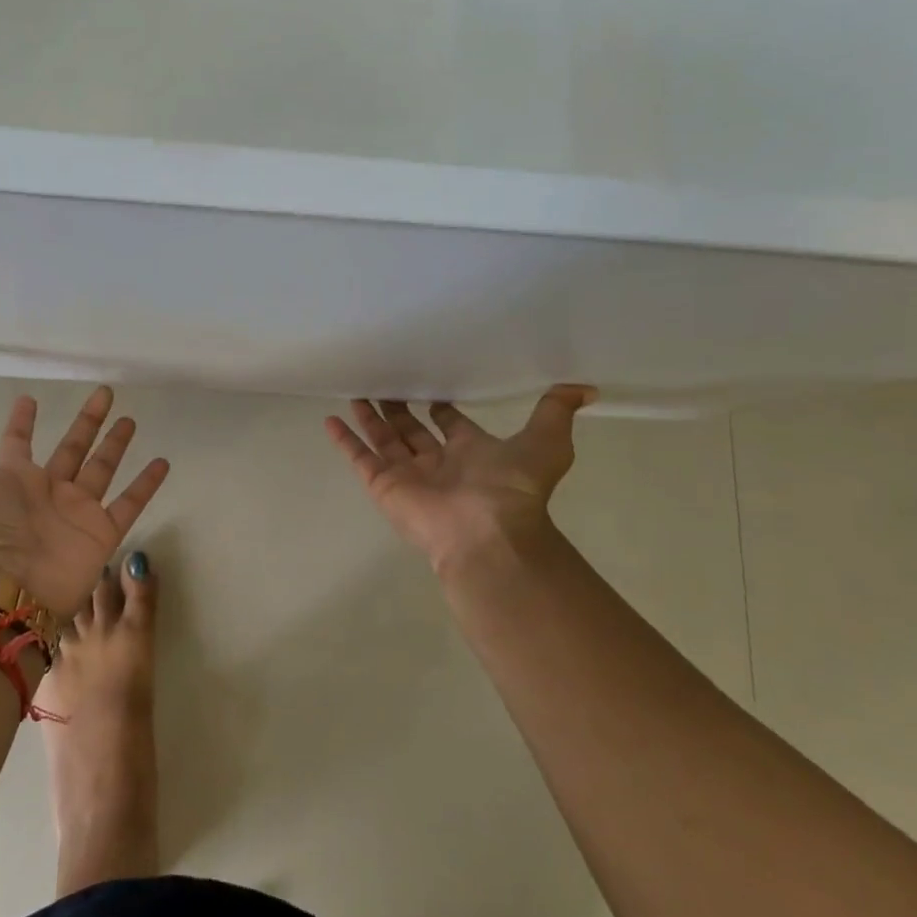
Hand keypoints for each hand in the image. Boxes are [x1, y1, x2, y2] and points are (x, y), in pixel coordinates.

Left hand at [0, 379, 170, 615]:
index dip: (22, 421)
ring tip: (132, 420)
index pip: (18, 442)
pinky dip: (146, 485)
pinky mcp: (101, 532)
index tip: (29, 399)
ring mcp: (76, 511)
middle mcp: (46, 491)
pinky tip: (163, 462)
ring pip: (102, 469)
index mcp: (12, 479)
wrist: (6, 594)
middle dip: (86, 422)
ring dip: (116, 446)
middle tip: (104, 393)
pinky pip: (128, 503)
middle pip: (71, 448)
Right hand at [324, 387, 595, 573]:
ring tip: (356, 391)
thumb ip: (555, 412)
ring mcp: (408, 475)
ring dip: (370, 418)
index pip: (450, 424)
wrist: (485, 534)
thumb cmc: (513, 489)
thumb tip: (586, 387)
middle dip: (399, 408)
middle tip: (385, 381)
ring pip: (384, 440)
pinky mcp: (383, 485)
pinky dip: (344, 440)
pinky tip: (329, 419)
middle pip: (412, 430)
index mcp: (471, 453)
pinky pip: (359, 458)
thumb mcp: (545, 443)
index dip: (441, 407)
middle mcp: (438, 463)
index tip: (430, 386)